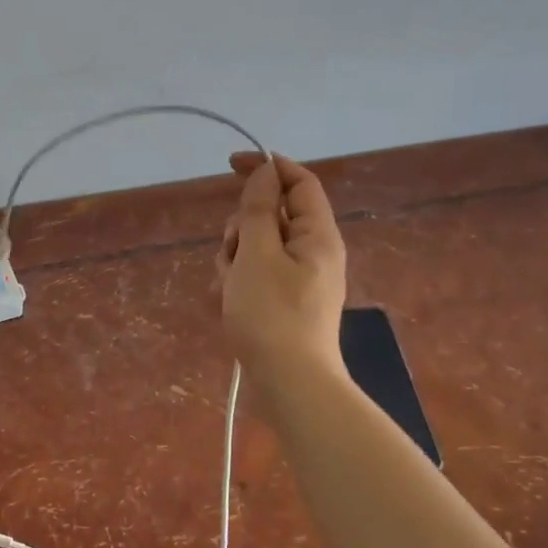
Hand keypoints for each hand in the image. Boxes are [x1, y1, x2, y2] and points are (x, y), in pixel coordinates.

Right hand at [217, 154, 347, 386]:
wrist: (289, 384)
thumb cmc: (271, 315)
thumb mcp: (257, 254)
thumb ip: (260, 209)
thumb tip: (266, 172)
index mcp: (318, 235)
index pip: (299, 183)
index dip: (268, 167)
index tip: (231, 164)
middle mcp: (313, 252)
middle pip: (274, 215)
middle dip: (243, 225)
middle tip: (232, 251)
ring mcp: (299, 279)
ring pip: (259, 246)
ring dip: (235, 256)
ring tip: (229, 286)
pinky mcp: (285, 302)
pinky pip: (257, 274)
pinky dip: (240, 279)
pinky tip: (229, 300)